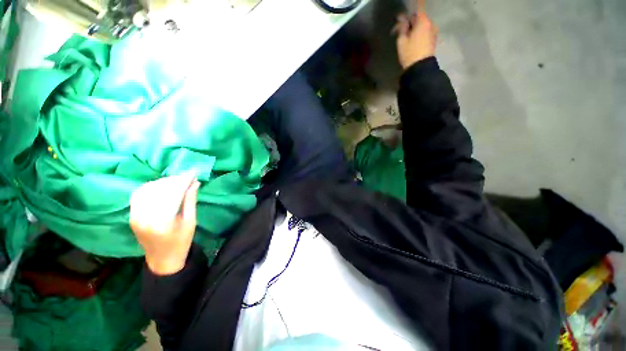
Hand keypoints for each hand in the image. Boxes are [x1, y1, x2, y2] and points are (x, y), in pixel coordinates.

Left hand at [129, 173, 199, 274]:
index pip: (173, 194)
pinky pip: (139, 194)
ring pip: (147, 189)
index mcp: (163, 221)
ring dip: (163, 182)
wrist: (162, 259)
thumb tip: (195, 183)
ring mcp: (135, 215)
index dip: (183, 181)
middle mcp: (145, 217)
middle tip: (188, 177)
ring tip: (177, 180)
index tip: (194, 173)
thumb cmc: (181, 242)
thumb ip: (190, 201)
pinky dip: (151, 186)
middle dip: (174, 180)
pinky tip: (162, 185)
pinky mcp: (131, 215)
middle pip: (159, 190)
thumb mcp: (191, 222)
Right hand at [394, 0, 437, 69]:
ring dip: (414, 28)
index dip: (410, 10)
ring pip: (422, 25)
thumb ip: (402, 27)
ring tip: (405, 36)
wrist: (420, 68)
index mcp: (423, 21)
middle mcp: (431, 24)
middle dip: (410, 21)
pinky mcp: (433, 40)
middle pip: (419, 17)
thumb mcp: (402, 40)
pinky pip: (425, 31)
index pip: (418, 8)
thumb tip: (401, 18)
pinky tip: (412, 40)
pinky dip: (418, 32)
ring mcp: (433, 32)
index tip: (402, 15)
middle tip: (399, 29)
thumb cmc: (409, 53)